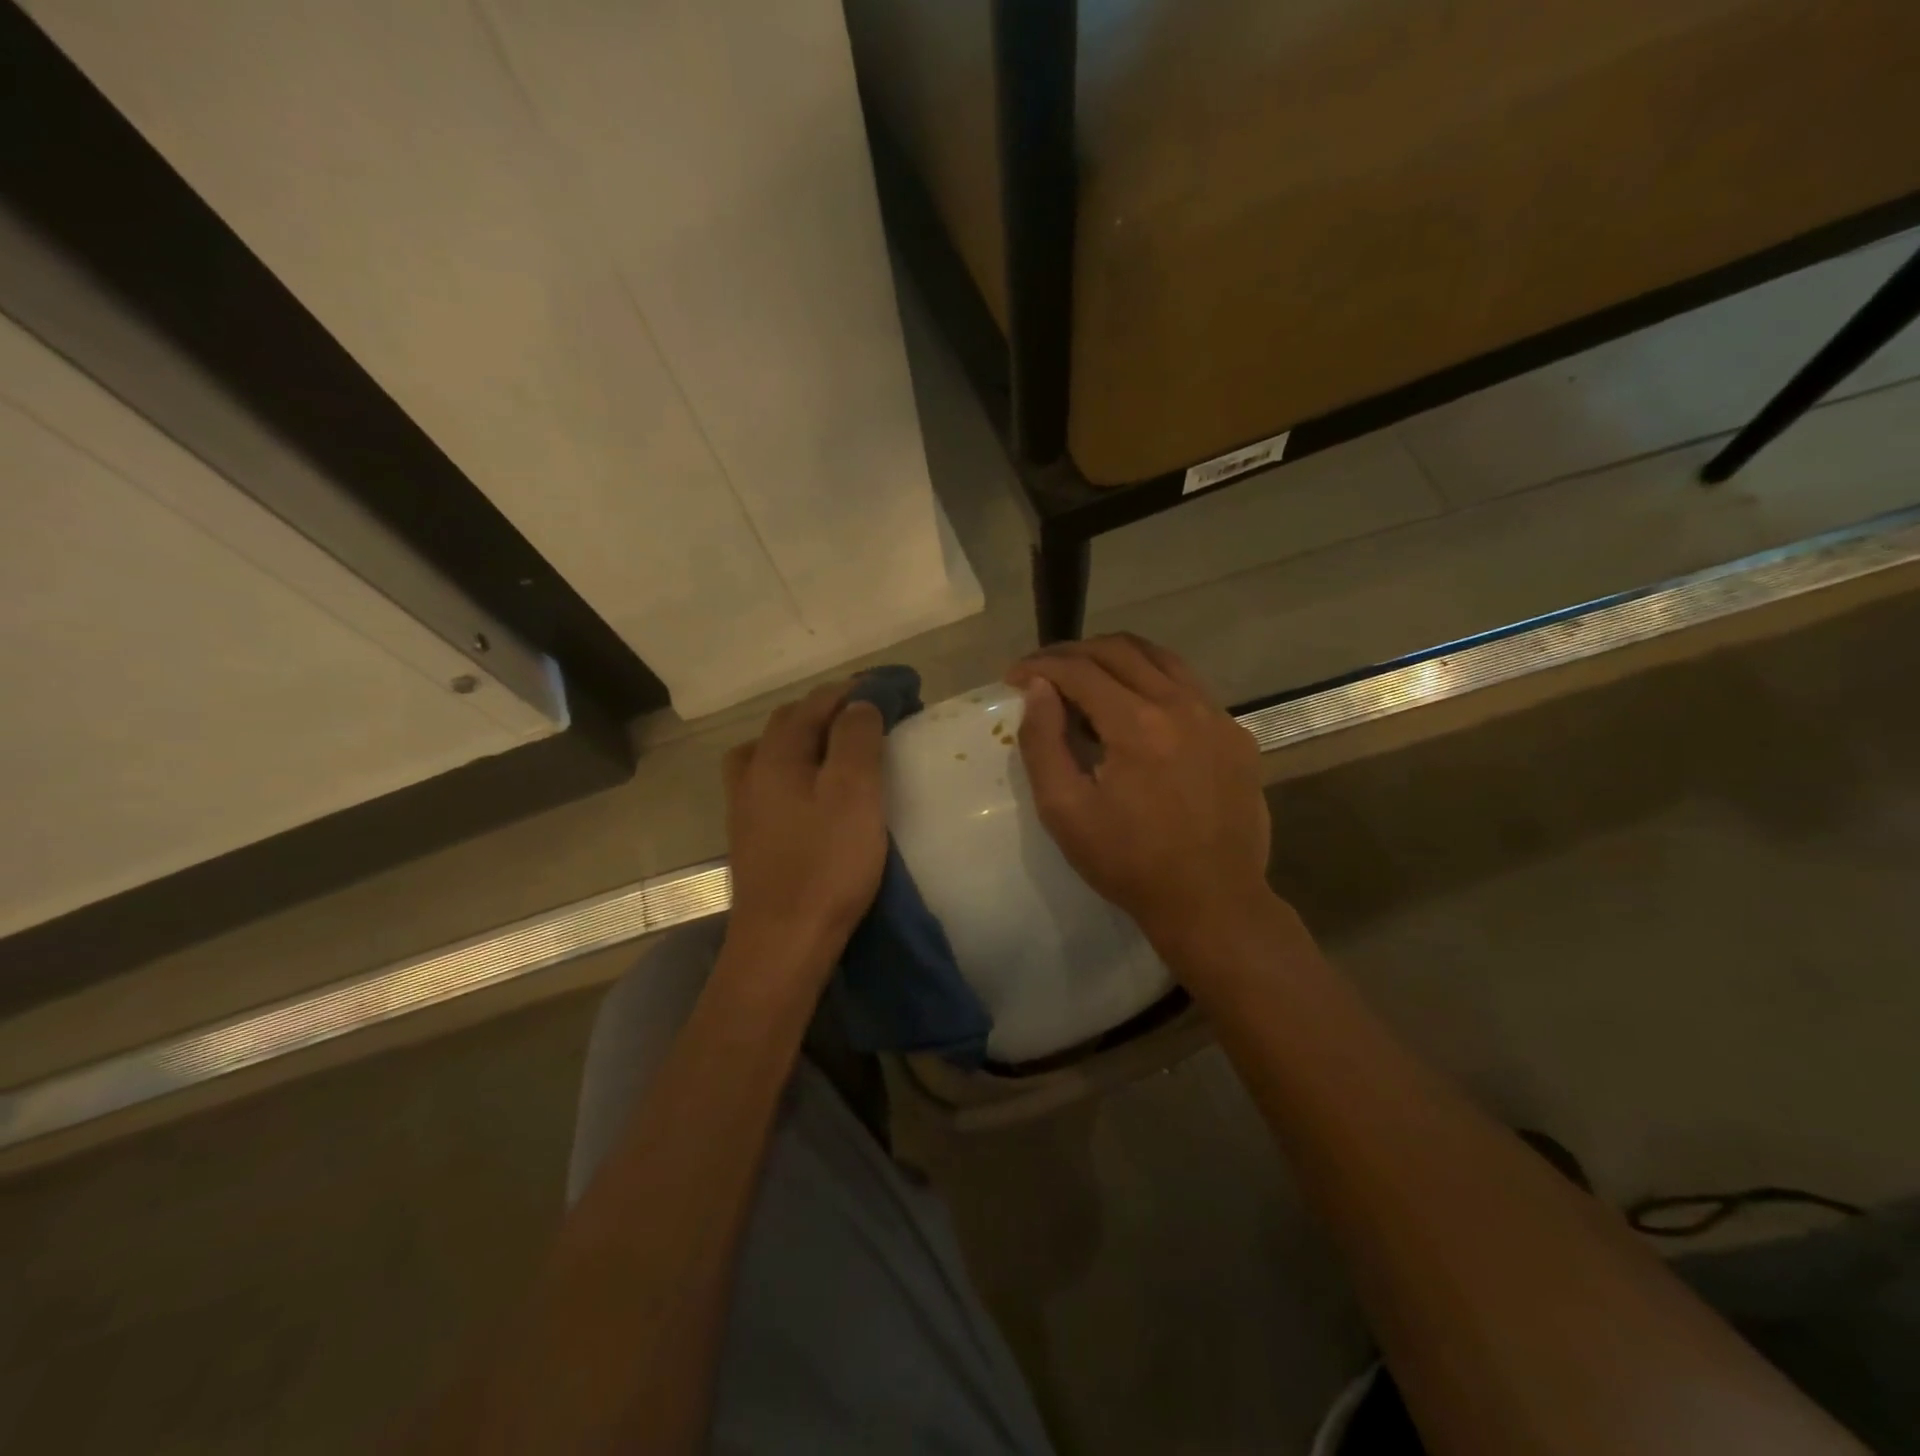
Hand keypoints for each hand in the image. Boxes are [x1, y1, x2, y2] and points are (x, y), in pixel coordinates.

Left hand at [723, 681, 887, 967]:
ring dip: (809, 735)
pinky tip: (811, 784)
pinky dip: (795, 764)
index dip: (857, 690)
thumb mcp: (854, 793)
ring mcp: (745, 802)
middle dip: (833, 707)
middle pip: (791, 720)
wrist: (783, 940)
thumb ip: (856, 738)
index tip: (895, 688)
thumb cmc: (826, 863)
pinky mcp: (750, 831)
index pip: (818, 701)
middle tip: (875, 713)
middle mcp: (753, 768)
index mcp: (777, 753)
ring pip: (774, 748)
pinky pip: (771, 777)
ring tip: (842, 741)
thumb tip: (859, 702)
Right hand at [1007, 635, 1271, 948]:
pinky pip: (1189, 685)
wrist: (1212, 902)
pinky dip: (1152, 679)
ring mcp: (1217, 716)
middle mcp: (1182, 705)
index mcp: (1138, 724)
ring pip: (1160, 658)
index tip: (1013, 675)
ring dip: (1115, 657)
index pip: (1080, 670)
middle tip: (1043, 670)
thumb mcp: (1065, 811)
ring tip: (1085, 675)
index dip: (1040, 665)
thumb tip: (1037, 688)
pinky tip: (1135, 706)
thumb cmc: (1129, 863)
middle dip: (1073, 652)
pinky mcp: (1236, 734)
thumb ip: (1043, 743)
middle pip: (1120, 650)